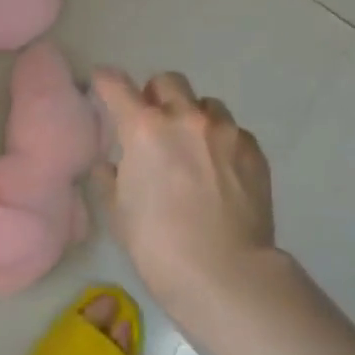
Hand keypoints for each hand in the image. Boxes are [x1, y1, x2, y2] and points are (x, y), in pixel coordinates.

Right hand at [92, 69, 277, 314]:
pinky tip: (220, 173)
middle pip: (168, 81)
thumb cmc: (158, 246)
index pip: (116, 85)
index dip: (105, 81)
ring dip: (194, 117)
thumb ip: (112, 179)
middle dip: (156, 95)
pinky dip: (221, 143)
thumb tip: (110, 166)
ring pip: (206, 104)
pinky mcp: (253, 150)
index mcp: (144, 129)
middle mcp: (185, 118)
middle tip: (154, 123)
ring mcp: (225, 131)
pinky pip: (234, 132)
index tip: (102, 83)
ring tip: (194, 149)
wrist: (224, 273)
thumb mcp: (120, 213)